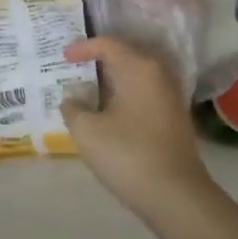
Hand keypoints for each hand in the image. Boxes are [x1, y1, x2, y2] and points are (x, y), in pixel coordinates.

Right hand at [61, 37, 214, 217]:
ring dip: (113, 77)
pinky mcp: (174, 116)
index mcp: (139, 68)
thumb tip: (72, 98)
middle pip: (127, 54)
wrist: (174, 194)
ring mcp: (170, 95)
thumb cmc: (127, 154)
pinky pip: (145, 91)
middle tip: (75, 66)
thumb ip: (73, 107)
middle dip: (100, 58)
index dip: (83, 47)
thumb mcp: (86, 130)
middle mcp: (159, 74)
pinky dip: (125, 92)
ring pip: (137, 74)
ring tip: (89, 87)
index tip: (63, 57)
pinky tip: (109, 109)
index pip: (108, 44)